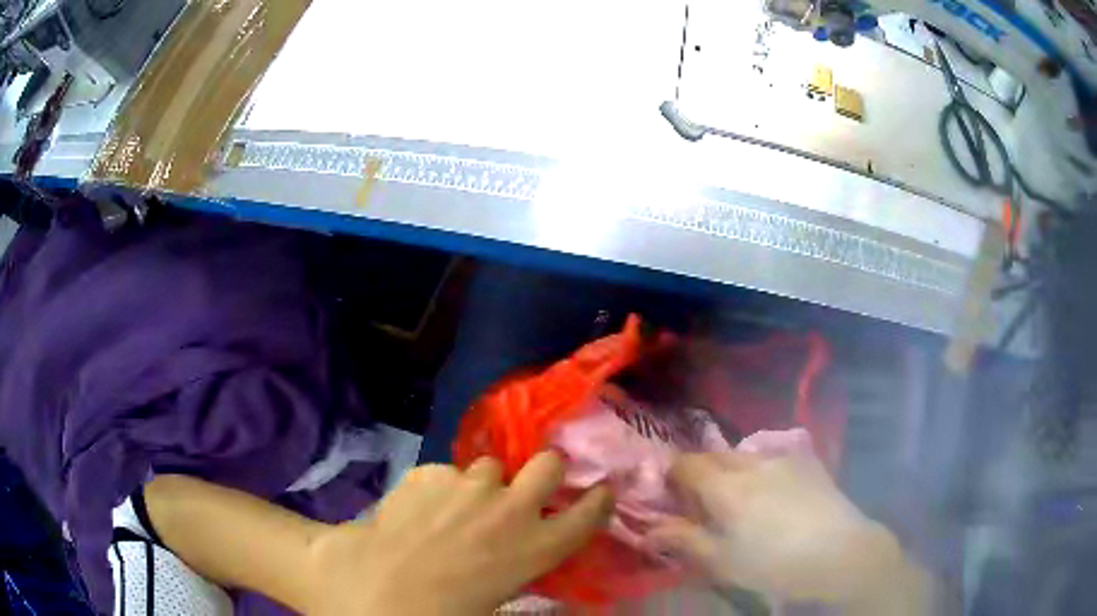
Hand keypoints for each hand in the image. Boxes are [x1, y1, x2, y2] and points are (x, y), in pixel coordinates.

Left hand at [303, 451, 612, 615]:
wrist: (372, 588)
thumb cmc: (442, 613)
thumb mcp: (498, 603)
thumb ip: (522, 572)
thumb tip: (523, 557)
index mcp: (534, 547)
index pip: (590, 512)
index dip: (598, 499)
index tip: (599, 492)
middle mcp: (510, 507)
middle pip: (549, 463)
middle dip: (545, 472)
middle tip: (525, 490)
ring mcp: (467, 484)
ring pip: (489, 467)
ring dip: (481, 484)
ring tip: (455, 509)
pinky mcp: (428, 473)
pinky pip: (444, 473)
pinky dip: (437, 488)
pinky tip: (416, 511)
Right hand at [647, 451, 908, 606]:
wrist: (839, 554)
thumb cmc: (772, 565)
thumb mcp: (721, 562)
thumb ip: (683, 541)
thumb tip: (648, 530)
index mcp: (725, 487)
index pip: (685, 465)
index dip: (672, 478)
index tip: (673, 500)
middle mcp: (752, 463)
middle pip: (715, 456)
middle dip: (702, 473)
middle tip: (704, 505)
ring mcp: (785, 460)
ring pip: (745, 455)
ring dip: (733, 471)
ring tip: (742, 502)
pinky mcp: (809, 464)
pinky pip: (775, 457)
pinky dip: (763, 470)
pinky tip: (776, 496)